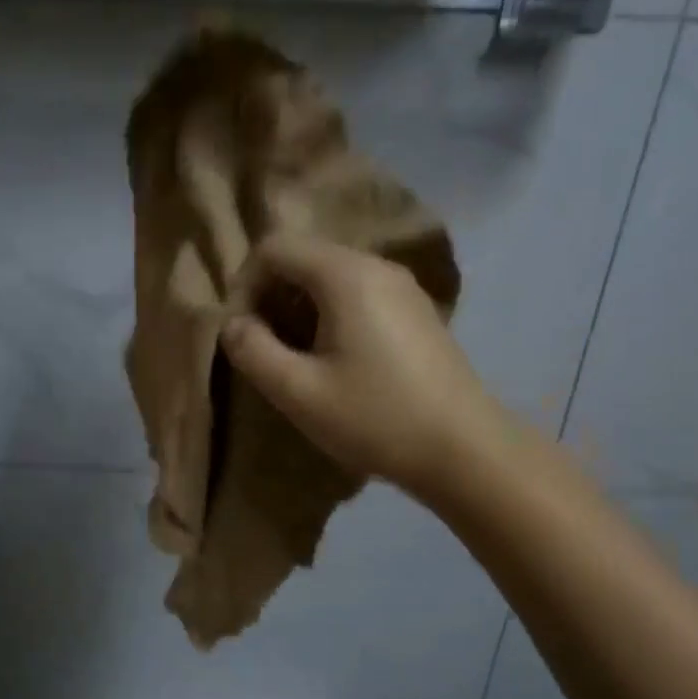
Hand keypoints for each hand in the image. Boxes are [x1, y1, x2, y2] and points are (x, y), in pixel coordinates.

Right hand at [221, 234, 505, 502]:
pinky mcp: (416, 312)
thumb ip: (252, 351)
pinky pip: (357, 295)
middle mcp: (377, 266)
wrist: (464, 450)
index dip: (245, 284)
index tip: (242, 332)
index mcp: (345, 275)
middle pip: (304, 257)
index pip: (274, 248)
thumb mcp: (298, 392)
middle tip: (263, 347)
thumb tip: (232, 325)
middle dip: (270, 296)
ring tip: (293, 358)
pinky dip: (329, 316)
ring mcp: (403, 288)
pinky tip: (333, 361)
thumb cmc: (375, 418)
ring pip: (330, 277)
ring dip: (298, 309)